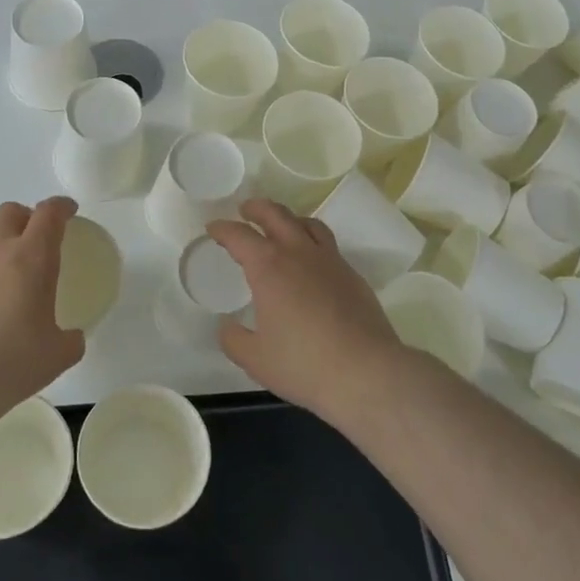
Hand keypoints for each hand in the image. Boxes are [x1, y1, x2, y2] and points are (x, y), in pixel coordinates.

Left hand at [0, 197, 85, 408]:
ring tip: (2, 270)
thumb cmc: (12, 361)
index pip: (49, 214)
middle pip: (10, 212)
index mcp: (32, 258)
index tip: (69, 211)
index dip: (61, 207)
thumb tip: (72, 338)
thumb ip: (70, 340)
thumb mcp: (57, 355)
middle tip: (35, 237)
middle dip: (25, 216)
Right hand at [208, 199, 411, 422]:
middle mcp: (299, 253)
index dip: (223, 229)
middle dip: (257, 208)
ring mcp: (330, 261)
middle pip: (276, 215)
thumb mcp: (255, 359)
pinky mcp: (352, 275)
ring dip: (289, 218)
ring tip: (282, 226)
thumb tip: (228, 327)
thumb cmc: (303, 364)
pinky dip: (312, 242)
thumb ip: (234, 339)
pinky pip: (328, 246)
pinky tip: (311, 263)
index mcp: (269, 267)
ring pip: (308, 224)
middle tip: (246, 209)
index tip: (213, 228)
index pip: (240, 236)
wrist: (366, 372)